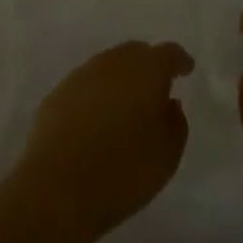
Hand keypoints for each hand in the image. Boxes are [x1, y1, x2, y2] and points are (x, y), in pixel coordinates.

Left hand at [11, 40, 193, 242]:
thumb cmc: (123, 172)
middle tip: (155, 87)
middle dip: (148, 65)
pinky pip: (84, 86)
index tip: (186, 70)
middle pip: (135, 53)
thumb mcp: (168, 155)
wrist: (56, 189)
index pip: (168, 53)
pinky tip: (95, 120)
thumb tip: (169, 104)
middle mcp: (113, 63)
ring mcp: (81, 76)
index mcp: (147, 70)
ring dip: (119, 80)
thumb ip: (175, 123)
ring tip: (124, 106)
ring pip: (107, 67)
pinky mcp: (55, 96)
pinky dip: (95, 96)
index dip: (179, 61)